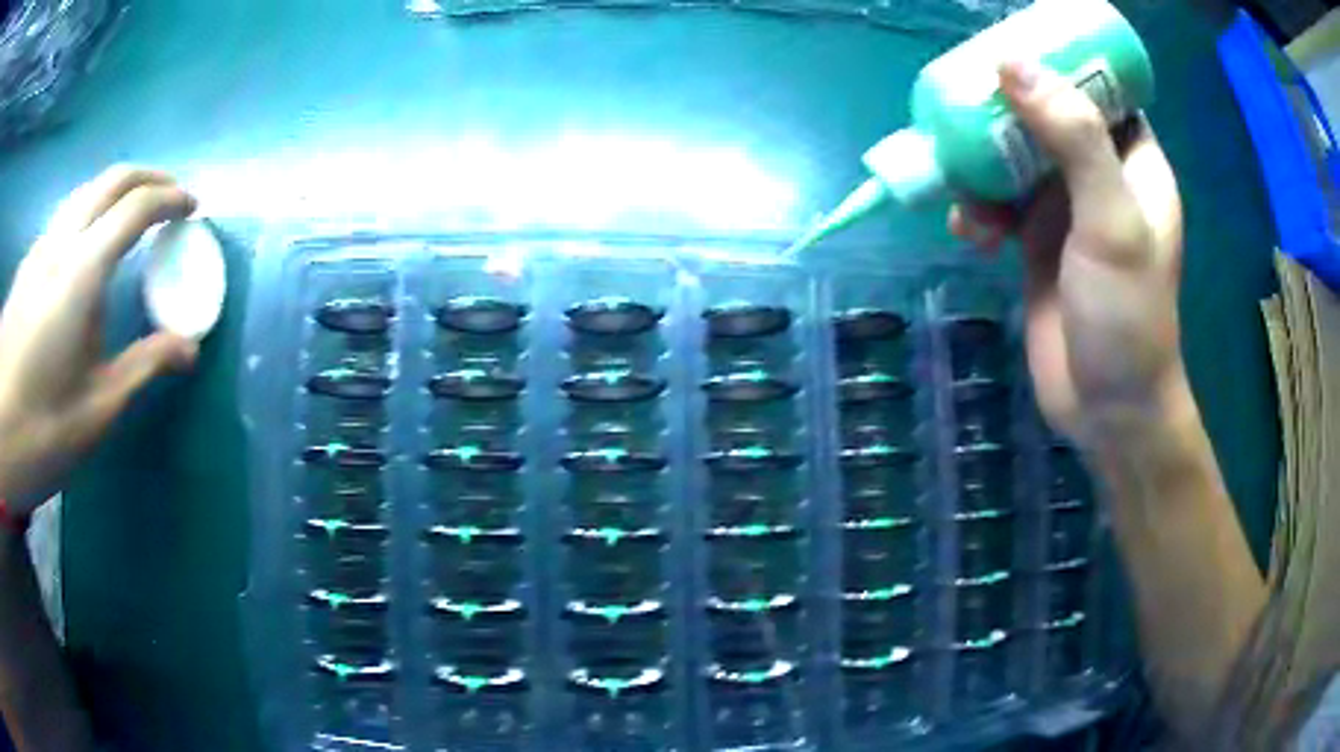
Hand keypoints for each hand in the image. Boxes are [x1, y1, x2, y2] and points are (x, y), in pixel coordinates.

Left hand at [0, 167, 198, 510]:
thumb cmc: (41, 432)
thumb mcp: (96, 411)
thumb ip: (142, 367)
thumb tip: (189, 349)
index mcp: (81, 273)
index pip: (135, 208)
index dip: (171, 200)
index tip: (192, 209)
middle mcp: (61, 243)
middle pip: (112, 180)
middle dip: (149, 178)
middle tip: (171, 198)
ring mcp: (40, 248)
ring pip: (87, 190)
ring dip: (118, 189)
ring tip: (134, 214)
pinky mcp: (28, 264)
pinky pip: (66, 214)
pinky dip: (91, 209)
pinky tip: (90, 242)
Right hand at [948, 61, 1185, 441]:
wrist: (1107, 408)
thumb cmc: (1126, 315)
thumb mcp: (1110, 220)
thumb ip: (1073, 137)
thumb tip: (1012, 63)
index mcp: (1131, 161)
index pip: (1099, 89)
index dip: (1059, 62)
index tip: (1012, 47)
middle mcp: (1099, 176)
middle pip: (1046, 115)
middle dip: (1004, 110)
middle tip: (964, 102)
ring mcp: (1066, 210)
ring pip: (1015, 158)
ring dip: (982, 166)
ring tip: (964, 189)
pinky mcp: (1036, 243)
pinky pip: (998, 204)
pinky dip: (977, 210)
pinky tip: (967, 232)